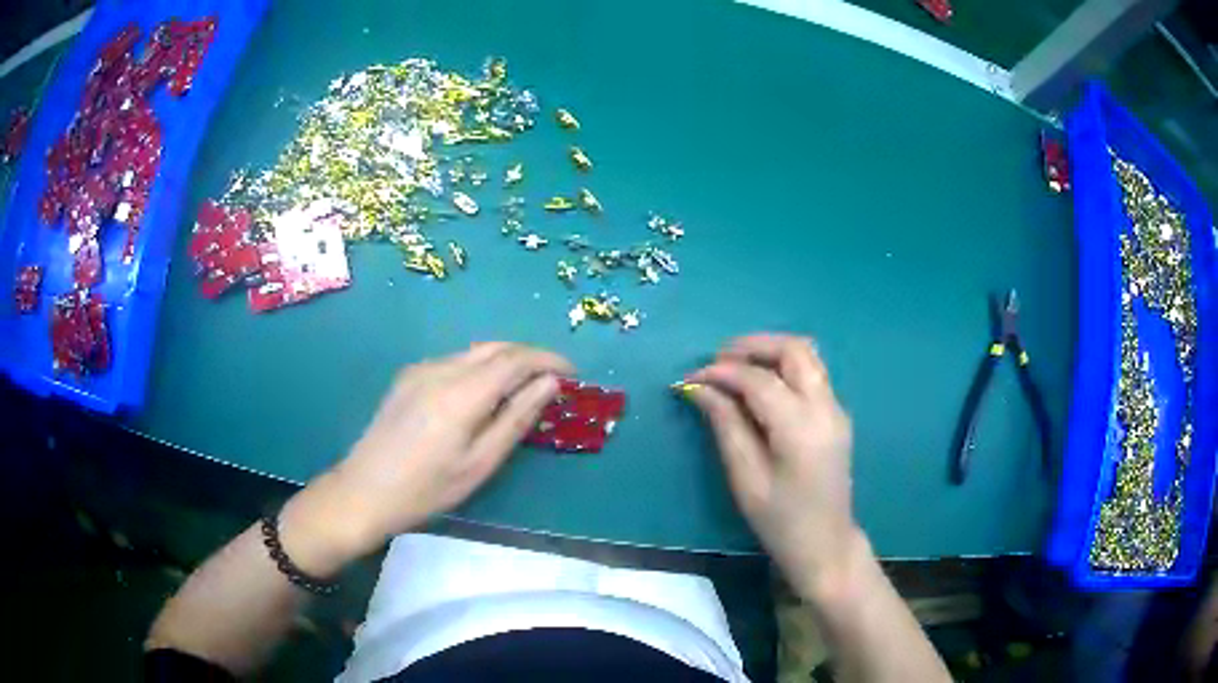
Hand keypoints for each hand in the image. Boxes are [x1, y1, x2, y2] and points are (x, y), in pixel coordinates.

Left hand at [282, 343, 571, 572]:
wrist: (364, 491)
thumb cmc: (427, 488)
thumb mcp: (480, 463)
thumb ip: (516, 418)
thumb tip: (549, 384)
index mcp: (462, 392)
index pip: (516, 359)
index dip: (549, 360)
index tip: (574, 373)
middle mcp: (441, 368)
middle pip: (496, 347)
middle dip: (530, 356)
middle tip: (554, 379)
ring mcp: (420, 369)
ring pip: (474, 352)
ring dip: (505, 361)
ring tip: (524, 387)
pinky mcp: (408, 377)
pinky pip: (454, 362)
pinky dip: (479, 368)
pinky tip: (482, 394)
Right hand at [685, 333, 867, 597]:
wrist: (826, 544)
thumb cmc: (781, 521)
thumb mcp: (746, 478)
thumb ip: (725, 425)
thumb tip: (699, 388)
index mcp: (801, 427)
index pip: (759, 380)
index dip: (721, 372)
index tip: (691, 377)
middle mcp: (825, 407)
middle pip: (794, 349)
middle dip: (752, 346)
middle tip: (717, 360)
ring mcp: (837, 408)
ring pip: (806, 355)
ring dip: (769, 352)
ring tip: (735, 368)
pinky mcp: (837, 415)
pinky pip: (811, 374)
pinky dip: (783, 367)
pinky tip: (759, 386)